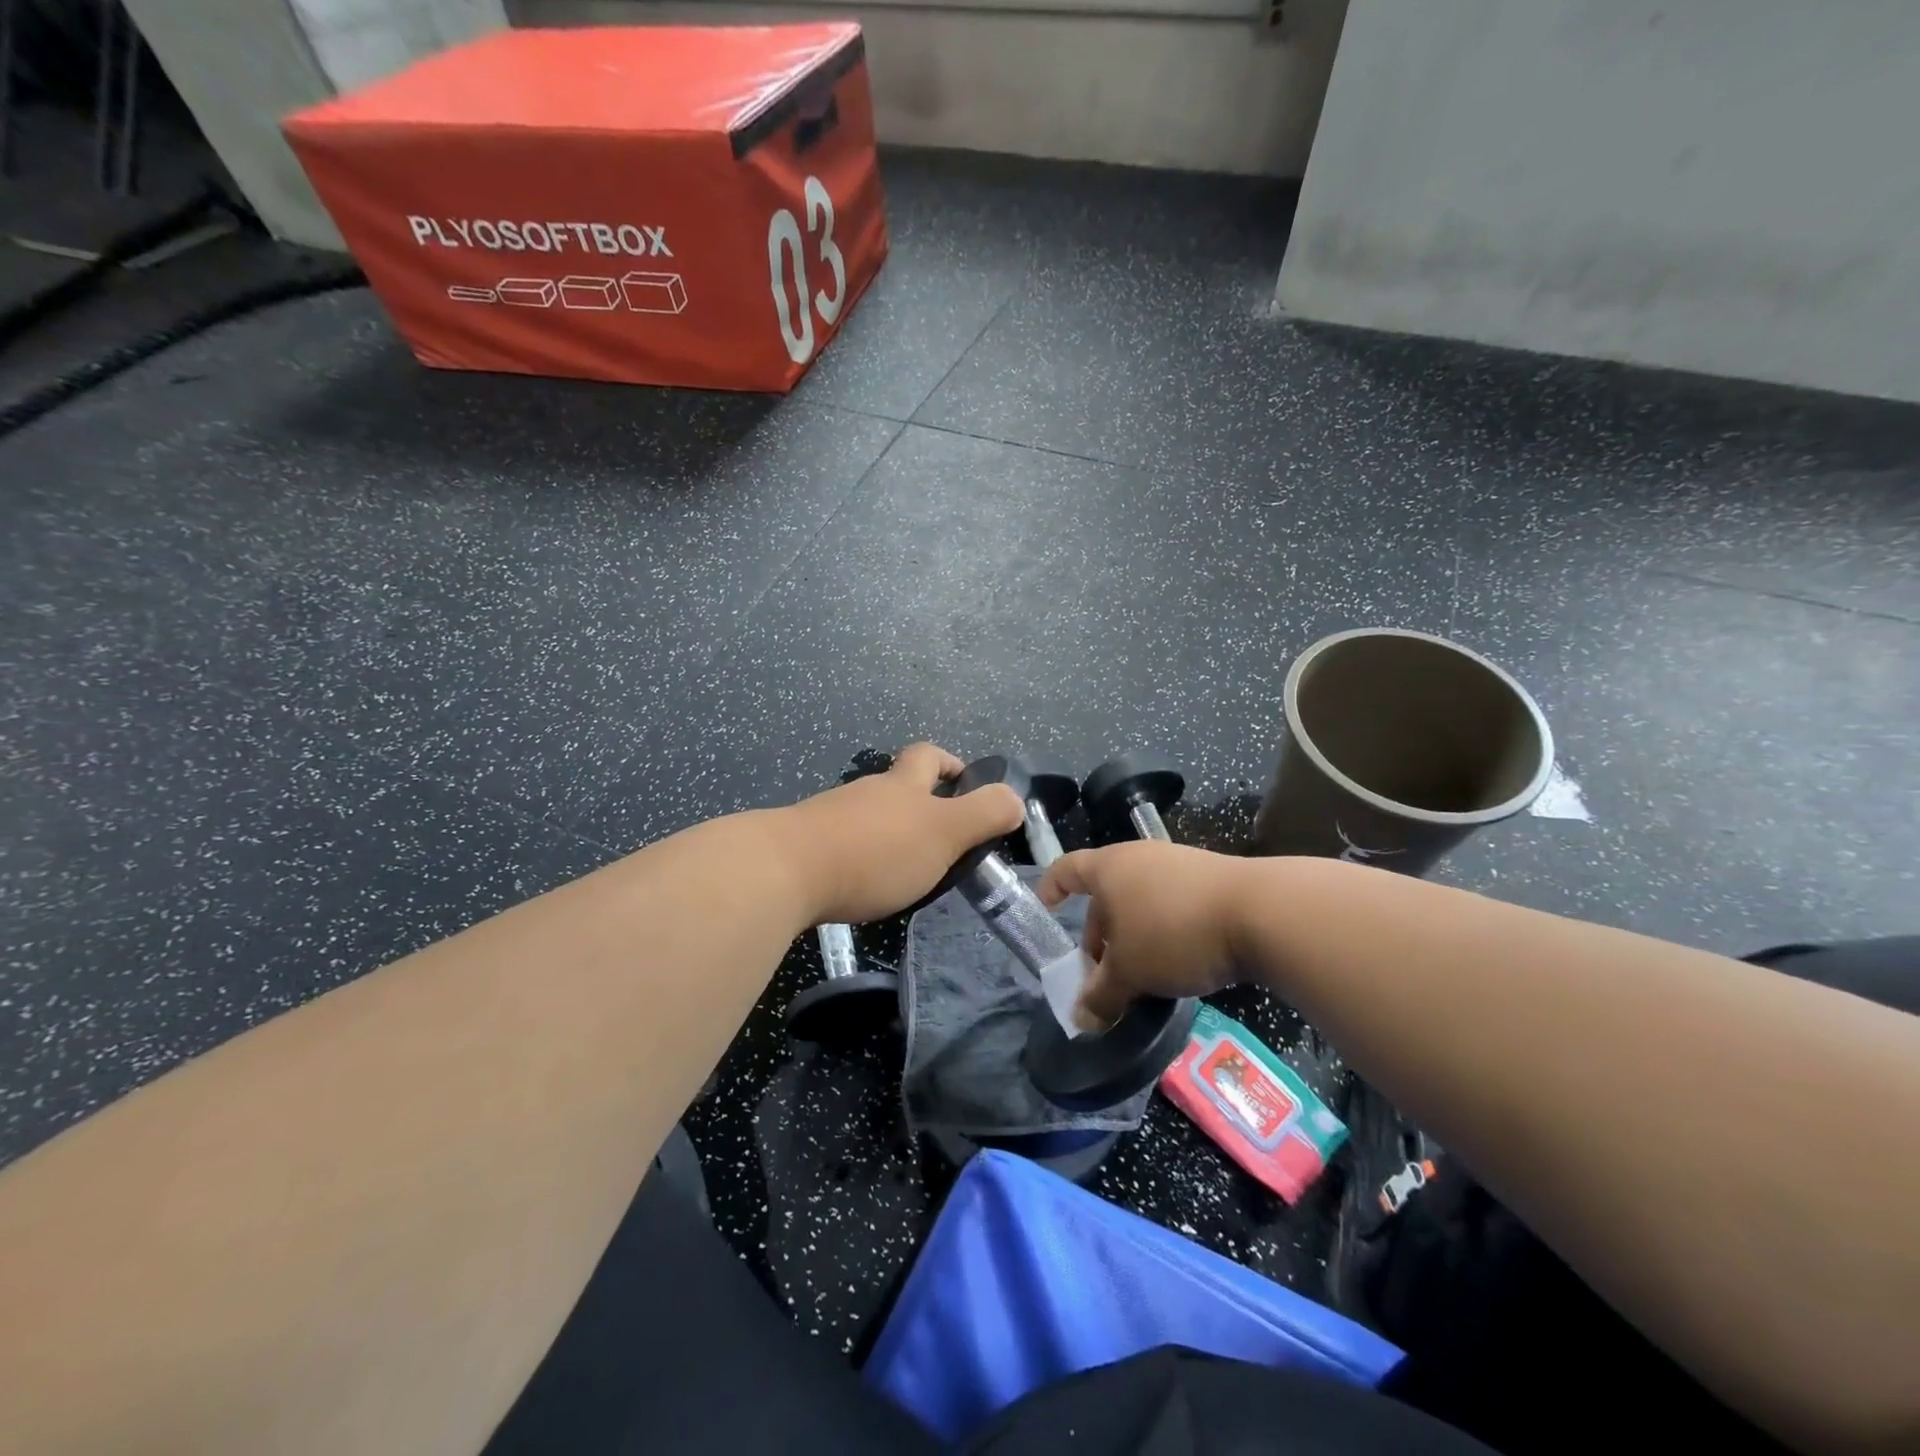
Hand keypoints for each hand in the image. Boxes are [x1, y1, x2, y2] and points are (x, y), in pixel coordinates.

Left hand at [779, 743, 1023, 924]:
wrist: (784, 871)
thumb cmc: (876, 851)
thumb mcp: (944, 833)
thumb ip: (984, 815)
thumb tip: (1014, 799)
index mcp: (903, 784)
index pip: (929, 756)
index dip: (951, 764)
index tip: (965, 785)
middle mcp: (866, 791)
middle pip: (896, 783)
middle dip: (919, 801)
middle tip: (938, 837)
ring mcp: (831, 815)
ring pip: (867, 814)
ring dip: (888, 831)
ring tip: (903, 868)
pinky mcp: (804, 843)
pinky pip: (841, 841)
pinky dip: (858, 853)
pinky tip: (860, 882)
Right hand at [1036, 841, 1252, 1025]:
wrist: (1259, 912)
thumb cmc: (1173, 933)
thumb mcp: (1130, 973)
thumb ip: (1100, 995)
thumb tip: (1080, 1019)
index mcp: (1109, 868)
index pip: (1066, 870)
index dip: (1050, 889)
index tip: (1045, 910)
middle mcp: (1140, 858)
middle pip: (1106, 894)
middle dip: (1099, 934)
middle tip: (1102, 973)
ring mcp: (1178, 864)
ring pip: (1140, 901)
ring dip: (1133, 937)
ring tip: (1142, 974)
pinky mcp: (1211, 879)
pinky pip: (1172, 904)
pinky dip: (1164, 931)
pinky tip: (1179, 962)